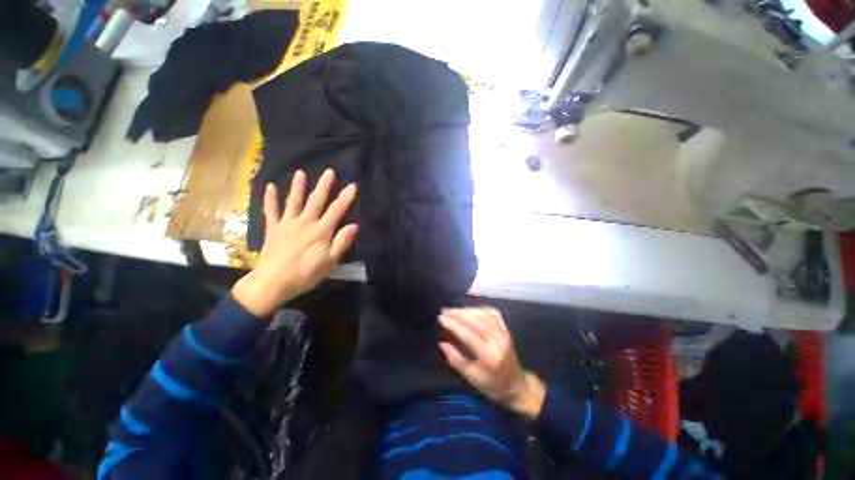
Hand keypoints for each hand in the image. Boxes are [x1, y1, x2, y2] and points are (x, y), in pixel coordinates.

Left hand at [232, 169, 358, 317]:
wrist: (272, 284)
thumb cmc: (305, 274)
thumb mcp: (330, 262)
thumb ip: (342, 242)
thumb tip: (354, 225)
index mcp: (320, 231)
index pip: (336, 210)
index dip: (345, 198)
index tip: (352, 185)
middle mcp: (304, 223)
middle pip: (315, 201)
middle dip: (324, 186)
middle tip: (329, 171)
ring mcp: (286, 224)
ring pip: (293, 201)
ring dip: (297, 187)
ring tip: (300, 173)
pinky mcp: (273, 229)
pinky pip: (271, 211)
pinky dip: (270, 199)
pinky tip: (269, 186)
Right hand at [438, 307, 545, 418]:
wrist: (516, 385)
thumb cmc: (492, 385)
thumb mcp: (472, 377)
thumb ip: (456, 360)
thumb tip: (441, 344)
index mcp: (489, 356)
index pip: (468, 335)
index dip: (453, 324)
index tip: (441, 318)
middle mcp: (498, 341)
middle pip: (476, 321)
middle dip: (458, 313)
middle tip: (445, 310)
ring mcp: (504, 333)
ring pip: (483, 314)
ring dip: (467, 310)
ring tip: (453, 310)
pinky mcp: (506, 329)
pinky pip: (492, 313)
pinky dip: (479, 308)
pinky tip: (469, 309)